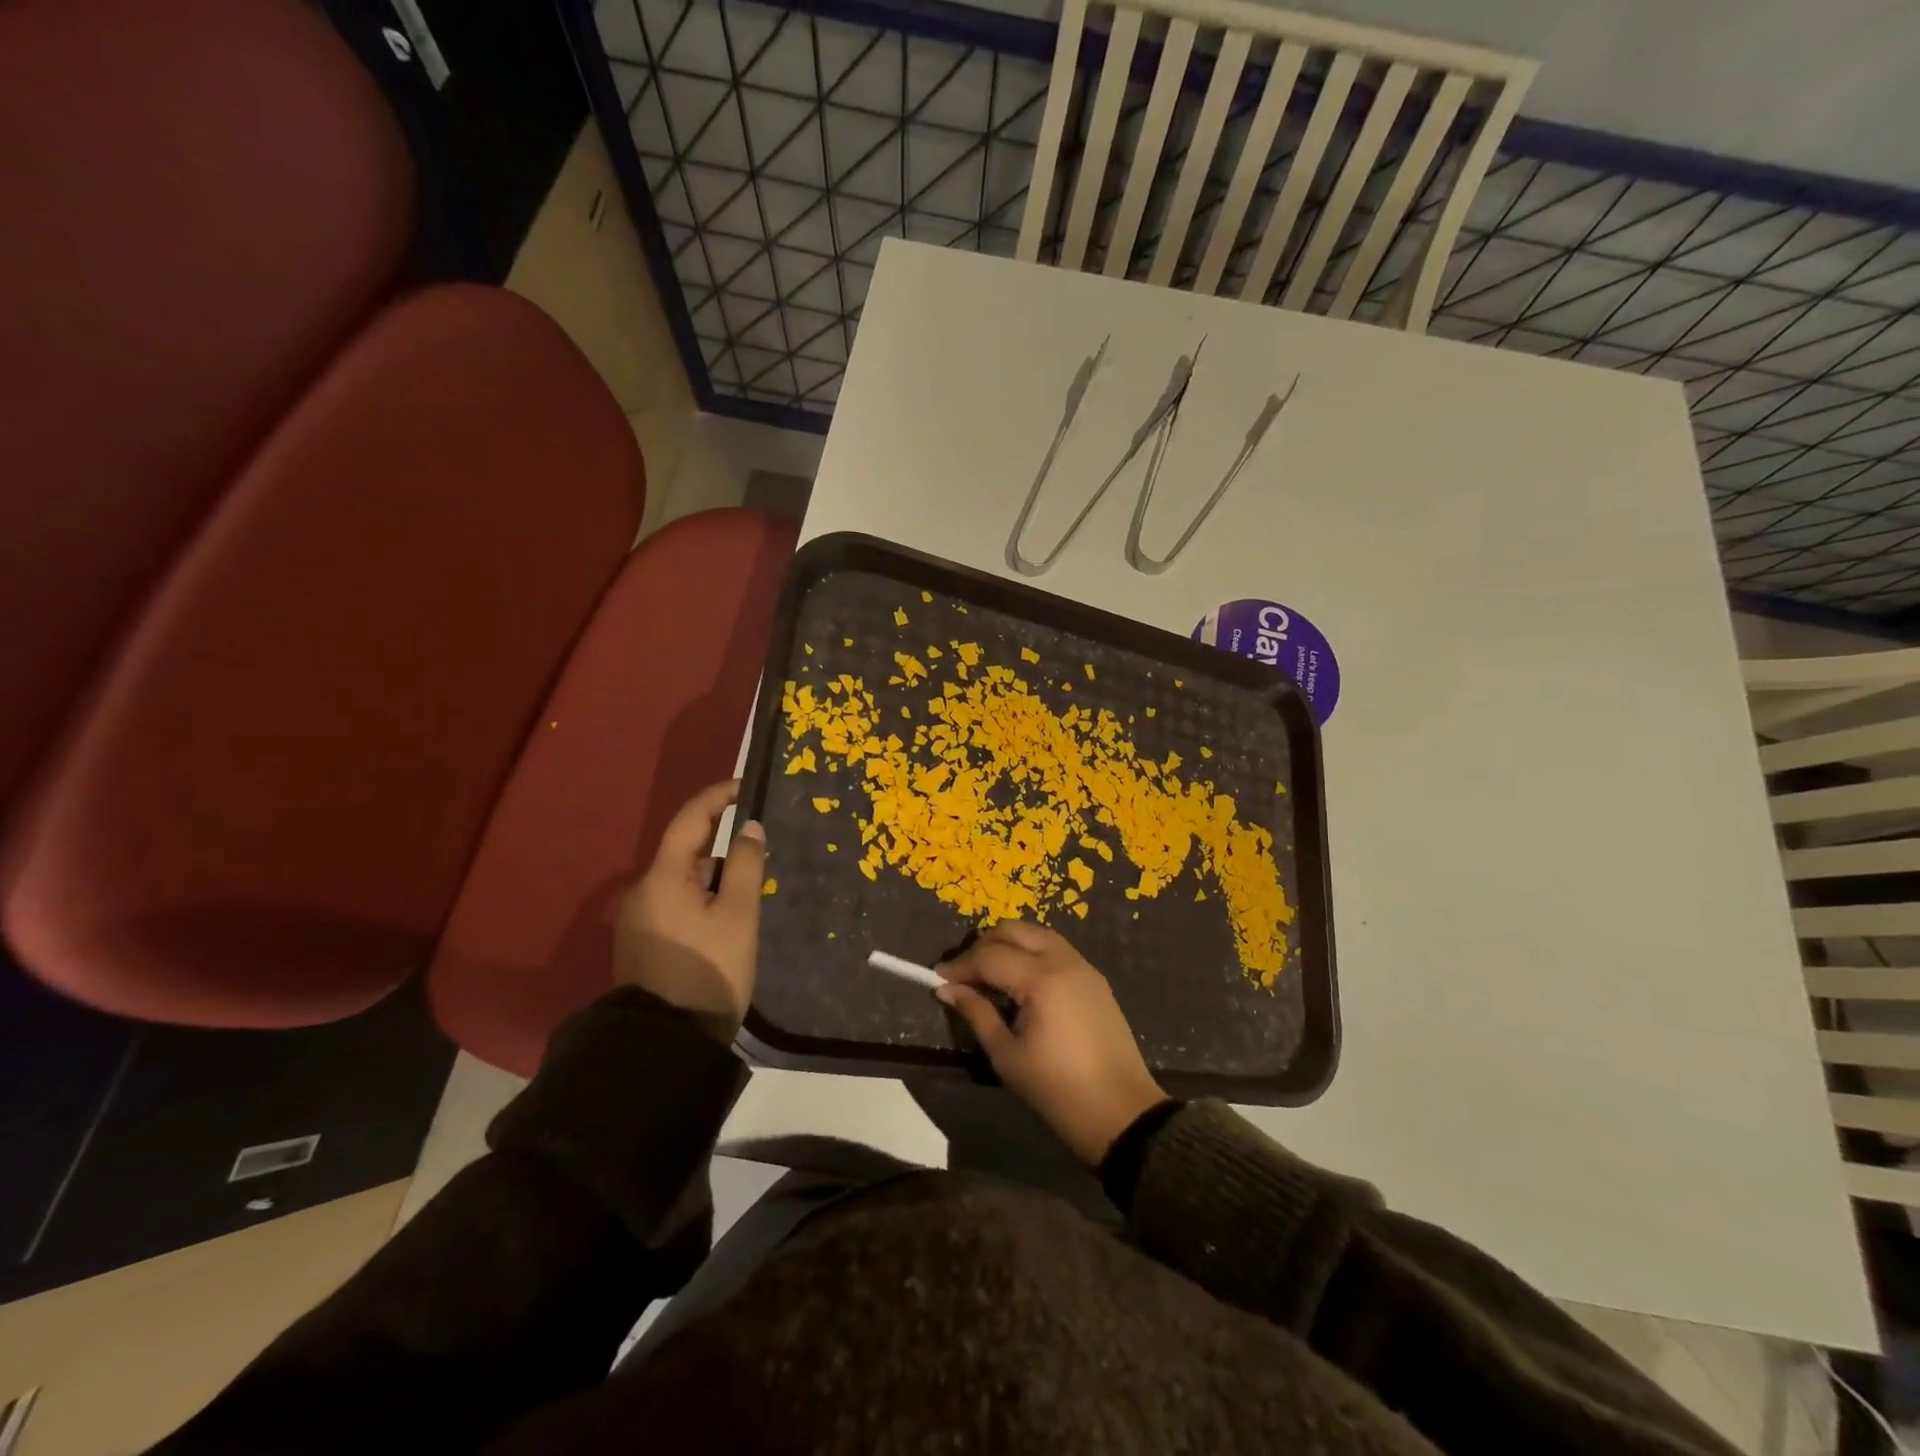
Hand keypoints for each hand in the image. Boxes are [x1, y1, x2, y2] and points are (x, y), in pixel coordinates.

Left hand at [613, 779, 766, 1033]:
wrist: (665, 1044)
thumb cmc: (708, 971)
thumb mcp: (738, 915)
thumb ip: (744, 865)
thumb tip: (749, 828)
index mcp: (663, 877)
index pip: (690, 819)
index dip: (718, 797)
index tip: (747, 787)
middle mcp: (643, 891)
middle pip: (687, 851)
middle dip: (722, 845)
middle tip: (760, 849)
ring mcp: (640, 919)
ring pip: (684, 880)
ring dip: (714, 877)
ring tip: (750, 892)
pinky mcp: (644, 943)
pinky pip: (677, 904)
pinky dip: (703, 898)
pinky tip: (726, 919)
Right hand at [937, 922, 1166, 1164]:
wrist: (1121, 1112)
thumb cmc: (1057, 1090)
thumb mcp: (1007, 1055)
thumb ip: (977, 1013)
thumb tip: (947, 988)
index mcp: (1042, 979)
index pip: (990, 956)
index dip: (961, 965)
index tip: (938, 978)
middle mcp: (1064, 961)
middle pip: (1014, 930)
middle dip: (984, 945)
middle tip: (964, 974)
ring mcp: (1083, 966)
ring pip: (1036, 934)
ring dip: (1009, 945)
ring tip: (989, 975)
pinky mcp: (1095, 978)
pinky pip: (1055, 949)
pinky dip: (1031, 953)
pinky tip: (1019, 981)